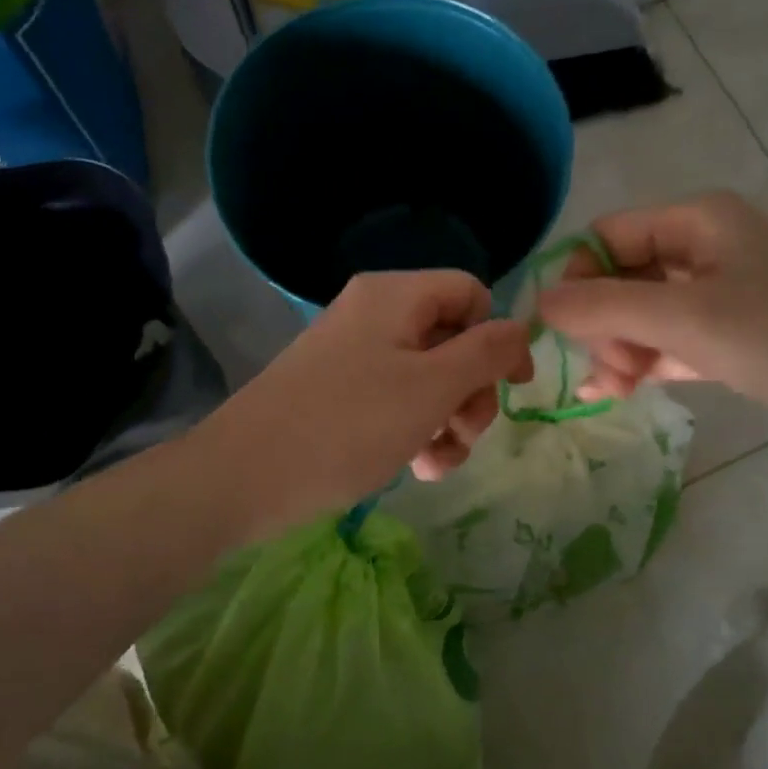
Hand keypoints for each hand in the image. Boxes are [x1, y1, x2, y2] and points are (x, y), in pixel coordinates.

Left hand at [197, 270, 534, 536]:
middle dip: (471, 392)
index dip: (499, 336)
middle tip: (465, 434)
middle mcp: (375, 316)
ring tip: (438, 464)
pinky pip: (395, 401)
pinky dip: (415, 431)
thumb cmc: (349, 423)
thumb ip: (487, 353)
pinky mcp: (339, 394)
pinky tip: (417, 469)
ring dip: (448, 421)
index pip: (471, 293)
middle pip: (452, 339)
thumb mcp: (432, 387)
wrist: (246, 475)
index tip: (512, 387)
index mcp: (395, 295)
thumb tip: (521, 329)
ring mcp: (354, 356)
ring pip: (428, 379)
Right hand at [538, 193, 767, 454]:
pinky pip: (669, 344)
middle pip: (620, 277)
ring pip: (643, 315)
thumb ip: (605, 308)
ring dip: (619, 349)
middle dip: (601, 322)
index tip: (564, 330)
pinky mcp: (734, 339)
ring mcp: (721, 297)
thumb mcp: (686, 318)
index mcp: (695, 221)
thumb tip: (537, 302)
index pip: (605, 236)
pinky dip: (644, 365)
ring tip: (615, 390)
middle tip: (609, 369)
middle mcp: (705, 249)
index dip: (576, 278)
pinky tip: (621, 393)